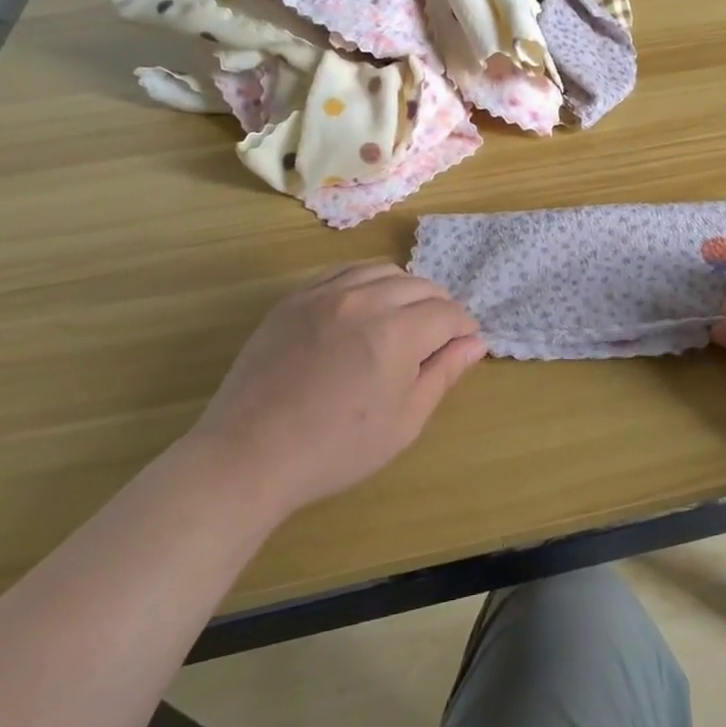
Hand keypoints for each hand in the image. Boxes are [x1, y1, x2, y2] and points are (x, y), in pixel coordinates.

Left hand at [185, 263, 485, 520]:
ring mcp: (325, 294)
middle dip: (439, 307)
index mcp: (397, 333)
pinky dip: (366, 282)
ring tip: (402, 319)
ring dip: (404, 290)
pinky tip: (364, 308)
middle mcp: (365, 300)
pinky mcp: (295, 298)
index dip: (463, 328)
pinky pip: (343, 272)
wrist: (250, 455)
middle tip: (437, 338)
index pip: (448, 313)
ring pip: (383, 271)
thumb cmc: (336, 449)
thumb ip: (443, 373)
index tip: (463, 346)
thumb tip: (475, 343)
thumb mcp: (404, 421)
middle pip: (420, 285)